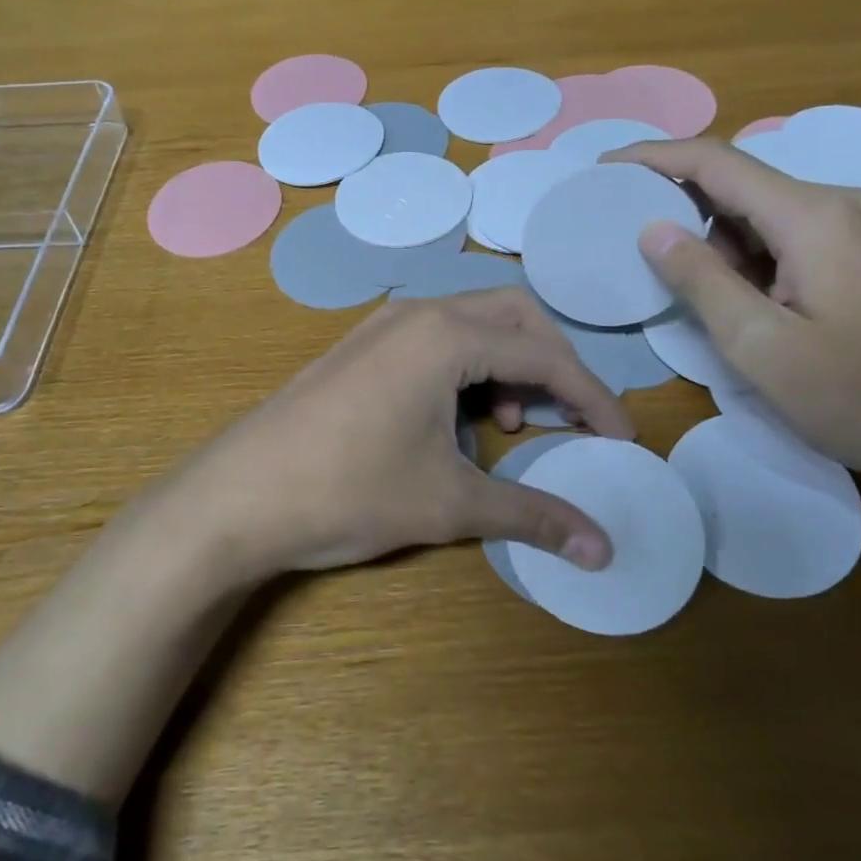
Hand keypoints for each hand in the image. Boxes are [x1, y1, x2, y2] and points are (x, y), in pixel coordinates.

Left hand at [146, 289, 633, 581]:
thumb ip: (533, 516)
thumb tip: (604, 549)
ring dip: (508, 363)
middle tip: (568, 418)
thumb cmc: (350, 492)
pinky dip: (468, 367)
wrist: (237, 497)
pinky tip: (456, 420)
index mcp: (447, 334)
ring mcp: (384, 324)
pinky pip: (437, 337)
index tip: (622, 439)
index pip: (545, 355)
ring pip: (474, 322)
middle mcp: (419, 312)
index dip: (593, 397)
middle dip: (554, 364)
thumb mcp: (451, 504)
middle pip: (514, 316)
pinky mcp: (362, 346)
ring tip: (508, 424)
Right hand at [609, 138, 860, 492]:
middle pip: (740, 181)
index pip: (717, 161)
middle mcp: (839, 204)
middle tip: (623, 227)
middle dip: (678, 198)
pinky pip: (787, 235)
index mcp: (813, 216)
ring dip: (713, 234)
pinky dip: (746, 253)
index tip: (604, 167)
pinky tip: (729, 291)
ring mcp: (858, 229)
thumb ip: (700, 280)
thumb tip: (653, 228)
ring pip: (762, 211)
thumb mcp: (760, 346)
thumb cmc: (858, 398)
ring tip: (671, 273)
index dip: (654, 157)